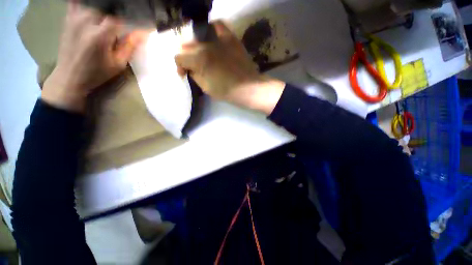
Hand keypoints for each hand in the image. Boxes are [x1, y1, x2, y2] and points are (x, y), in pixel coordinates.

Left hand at [41, 2, 144, 111]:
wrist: (69, 76)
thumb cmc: (96, 73)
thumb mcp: (117, 64)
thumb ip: (129, 46)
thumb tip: (142, 33)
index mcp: (100, 35)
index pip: (119, 17)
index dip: (130, 16)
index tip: (139, 19)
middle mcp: (86, 21)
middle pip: (106, 5)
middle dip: (117, 8)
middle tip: (125, 13)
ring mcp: (75, 18)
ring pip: (93, 2)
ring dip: (103, 5)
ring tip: (112, 10)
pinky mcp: (68, 18)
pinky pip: (76, 2)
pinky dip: (86, 2)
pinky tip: (94, 7)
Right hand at [175, 21, 284, 114]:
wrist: (248, 88)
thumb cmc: (227, 92)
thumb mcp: (206, 88)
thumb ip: (195, 76)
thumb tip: (190, 69)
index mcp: (199, 60)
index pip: (179, 57)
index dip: (180, 67)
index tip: (184, 74)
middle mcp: (206, 45)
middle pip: (187, 45)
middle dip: (187, 57)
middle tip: (193, 66)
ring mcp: (219, 39)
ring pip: (199, 36)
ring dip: (196, 46)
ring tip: (202, 54)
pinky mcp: (230, 38)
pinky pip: (217, 26)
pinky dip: (211, 30)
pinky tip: (211, 39)